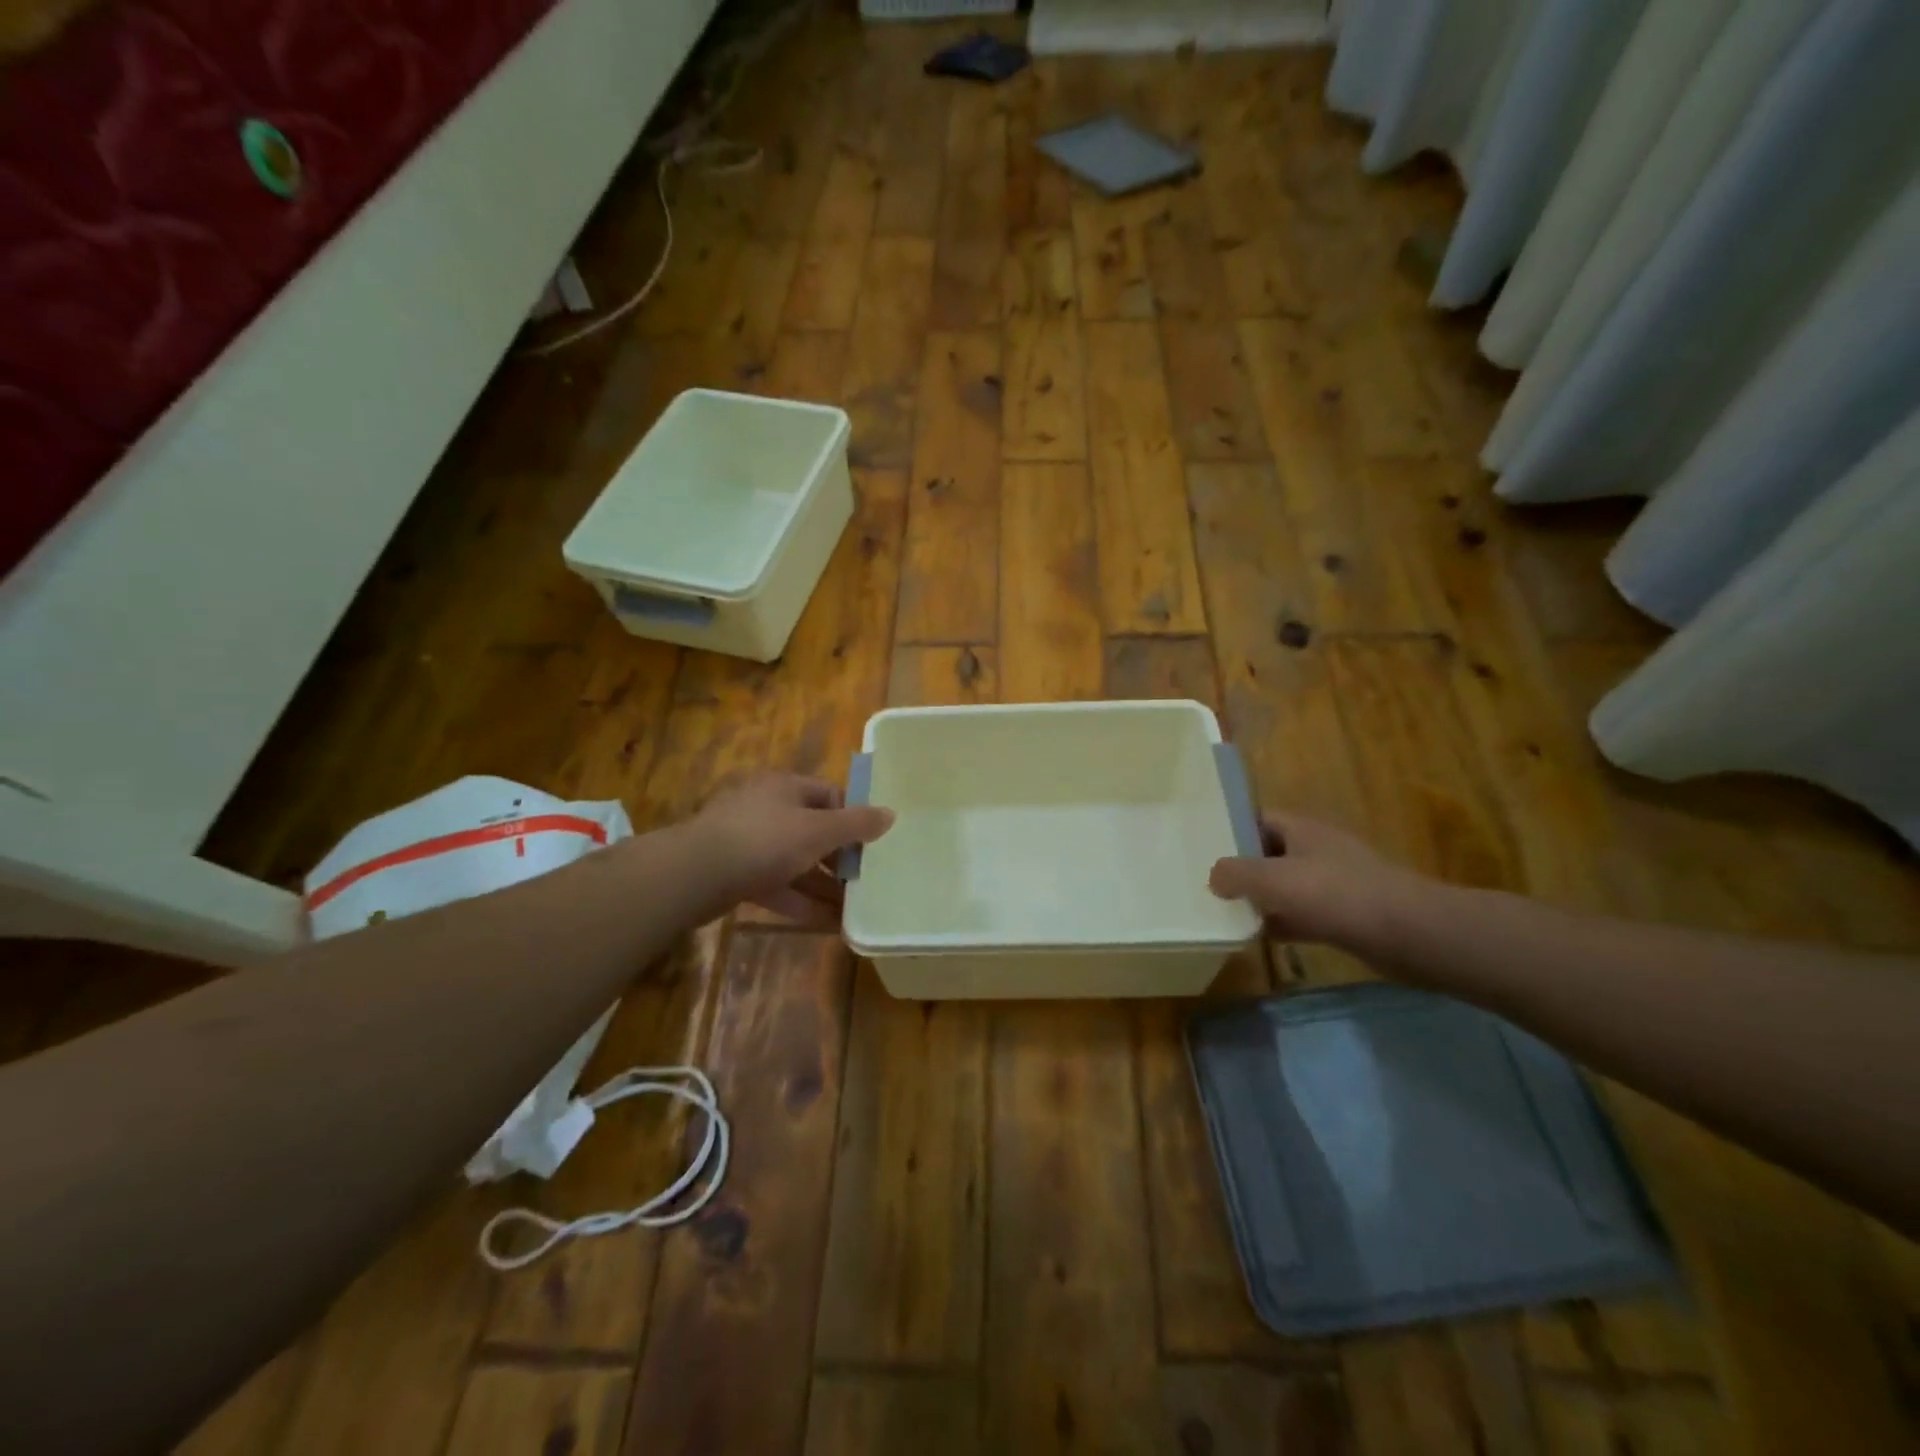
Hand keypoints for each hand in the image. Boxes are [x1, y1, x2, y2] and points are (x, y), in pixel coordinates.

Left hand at [688, 772, 893, 927]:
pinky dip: (802, 901)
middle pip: (813, 830)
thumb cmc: (763, 840)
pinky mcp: (737, 874)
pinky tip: (828, 923)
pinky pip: (778, 885)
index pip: (829, 795)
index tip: (873, 843)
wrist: (693, 875)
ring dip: (824, 884)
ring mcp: (749, 842)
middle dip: (840, 857)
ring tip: (855, 908)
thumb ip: (855, 825)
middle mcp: (766, 809)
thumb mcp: (817, 831)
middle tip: (867, 880)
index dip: (852, 817)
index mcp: (785, 787)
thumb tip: (890, 813)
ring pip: (796, 862)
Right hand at [1208, 811, 1434, 952]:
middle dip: (1243, 869)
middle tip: (1210, 885)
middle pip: (1270, 853)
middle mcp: (1317, 850)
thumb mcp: (1273, 879)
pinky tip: (1261, 937)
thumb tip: (1214, 876)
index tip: (1205, 848)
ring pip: (1286, 886)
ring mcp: (1334, 882)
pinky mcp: (1345, 914)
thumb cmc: (1335, 894)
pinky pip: (1304, 914)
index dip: (1232, 830)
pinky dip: (1284, 923)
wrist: (1407, 933)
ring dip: (1262, 899)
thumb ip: (1235, 874)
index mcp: (1301, 829)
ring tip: (1227, 912)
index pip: (1259, 819)